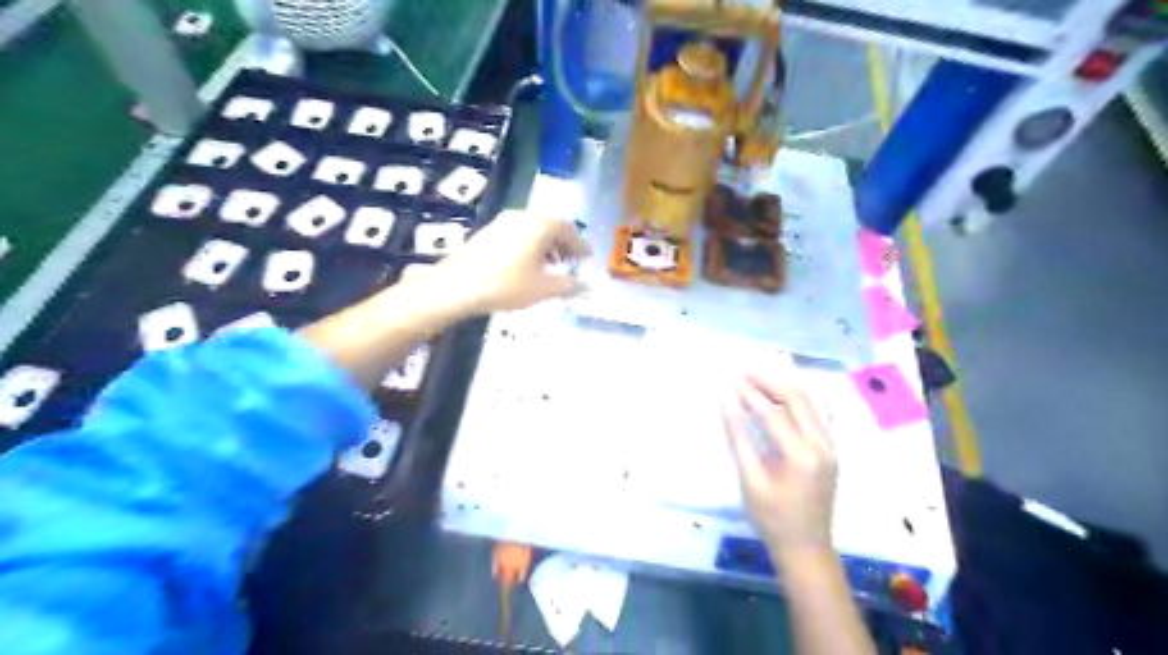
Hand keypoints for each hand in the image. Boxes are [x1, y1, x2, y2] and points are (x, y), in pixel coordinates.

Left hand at [427, 207, 588, 312]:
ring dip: (546, 247)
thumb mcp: (544, 289)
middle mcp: (523, 216)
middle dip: (564, 246)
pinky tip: (527, 267)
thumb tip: (586, 286)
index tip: (587, 261)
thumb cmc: (506, 285)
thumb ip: (569, 285)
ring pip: (533, 230)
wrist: (457, 286)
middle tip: (571, 264)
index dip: (581, 247)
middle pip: (551, 227)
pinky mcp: (488, 231)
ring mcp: (503, 222)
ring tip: (550, 269)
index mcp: (540, 225)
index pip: (569, 230)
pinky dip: (530, 247)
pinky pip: (518, 234)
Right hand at [723, 372, 838, 558]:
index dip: (749, 394)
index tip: (730, 379)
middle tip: (745, 371)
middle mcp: (822, 445)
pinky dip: (797, 399)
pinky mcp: (831, 450)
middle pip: (797, 399)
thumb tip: (725, 403)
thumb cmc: (772, 518)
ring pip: (809, 403)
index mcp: (801, 455)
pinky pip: (815, 414)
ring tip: (759, 376)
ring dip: (784, 386)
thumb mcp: (751, 480)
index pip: (772, 413)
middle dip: (769, 381)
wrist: (806, 548)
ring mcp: (831, 447)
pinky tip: (781, 394)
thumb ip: (739, 438)